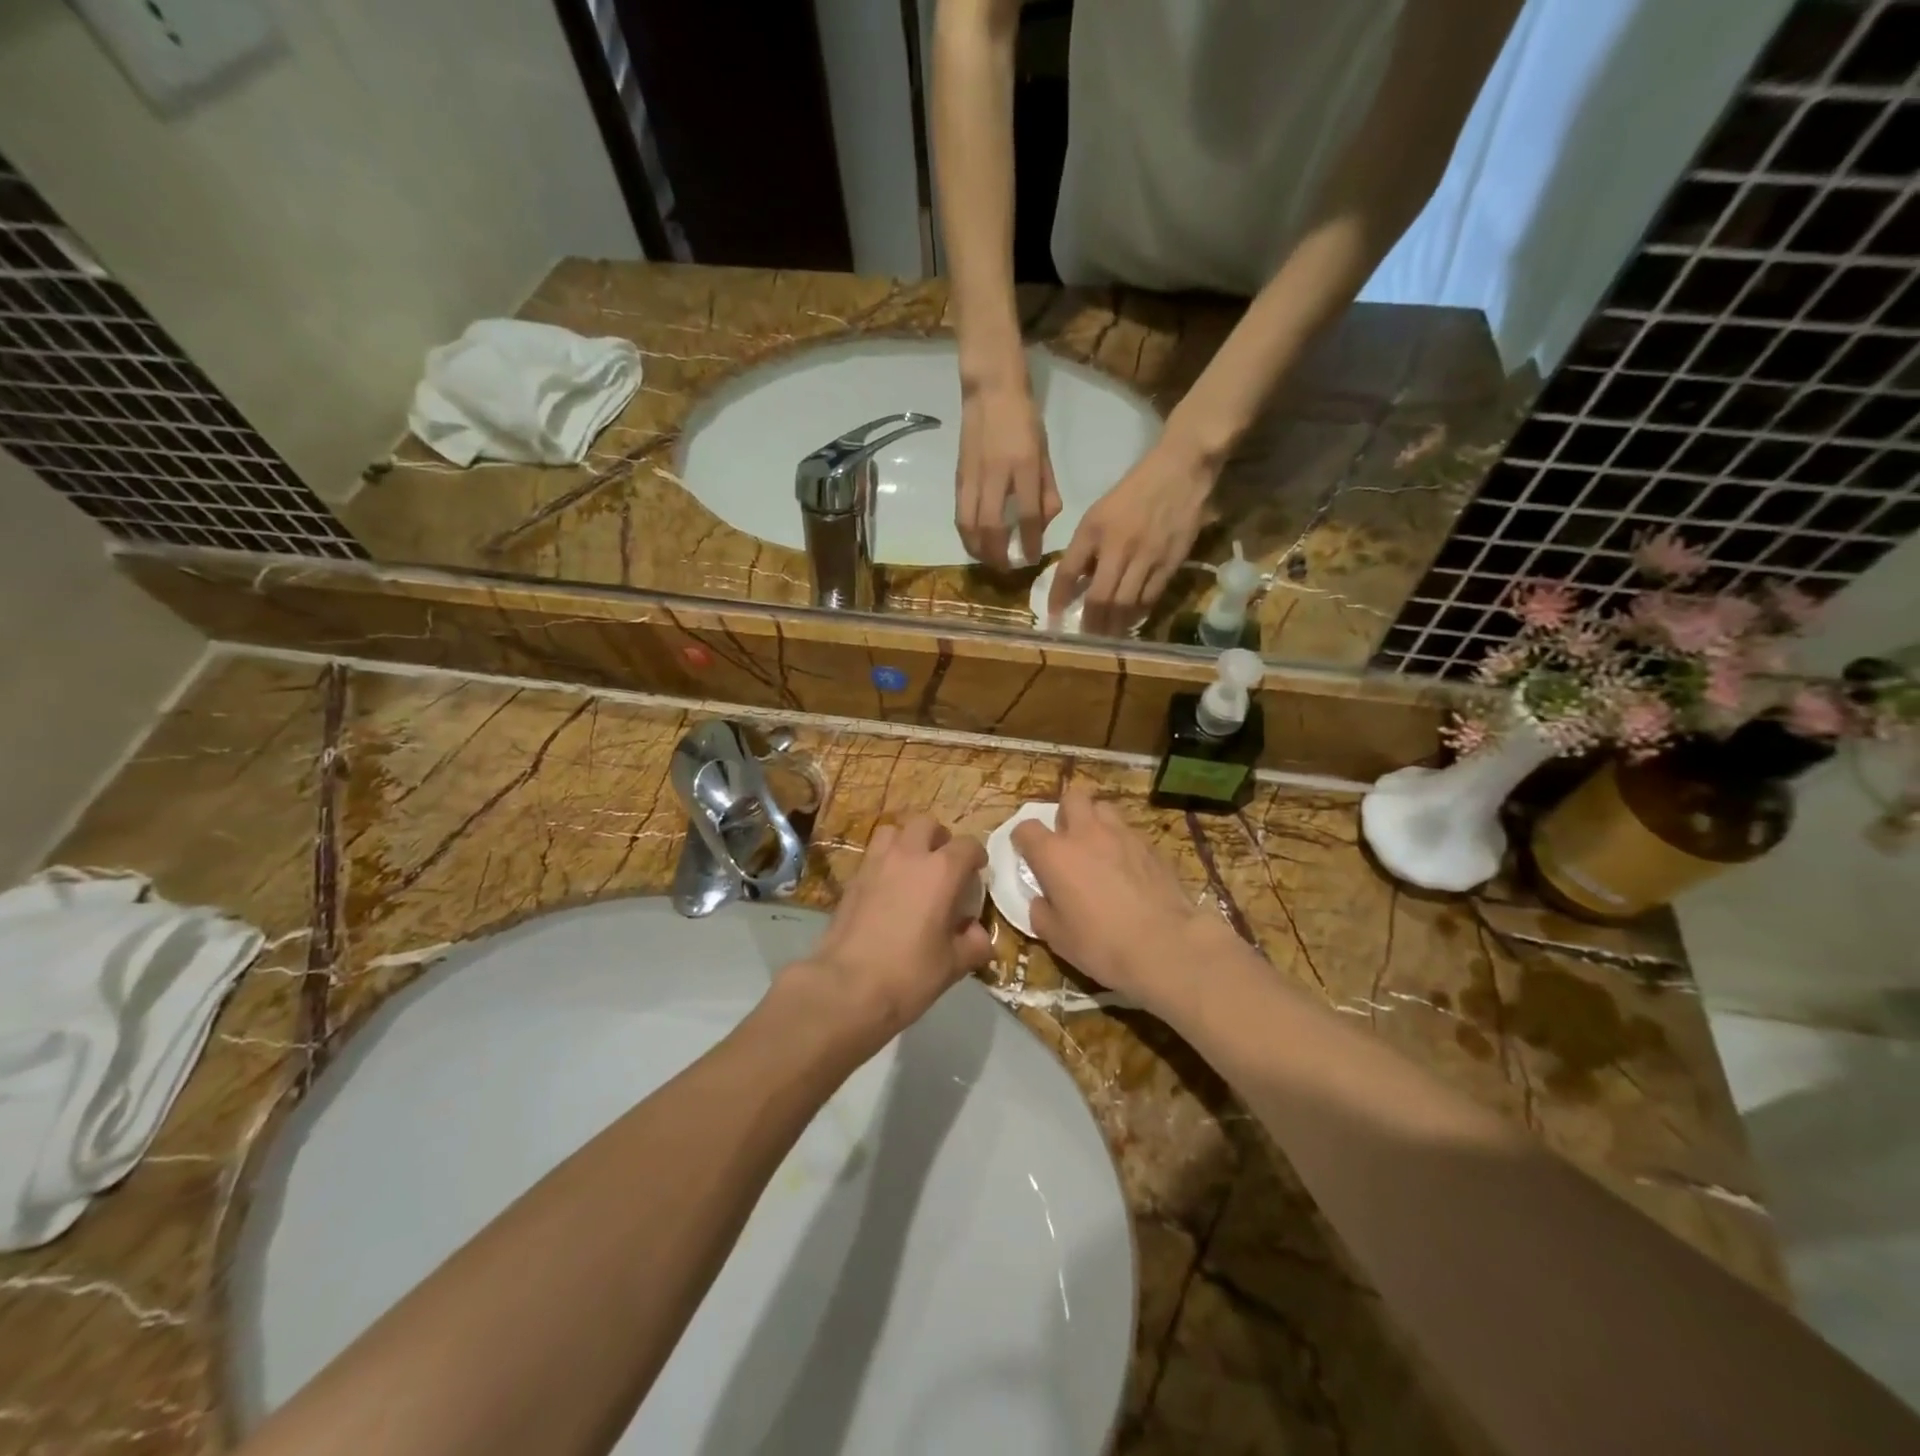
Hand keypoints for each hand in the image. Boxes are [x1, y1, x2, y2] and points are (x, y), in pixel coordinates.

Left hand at [796, 815, 991, 1045]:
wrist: (846, 987)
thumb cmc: (909, 974)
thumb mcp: (953, 965)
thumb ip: (973, 944)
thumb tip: (978, 934)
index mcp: (941, 871)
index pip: (968, 845)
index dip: (976, 856)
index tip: (977, 873)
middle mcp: (909, 856)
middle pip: (927, 824)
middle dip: (939, 838)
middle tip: (944, 865)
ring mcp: (876, 863)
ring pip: (894, 831)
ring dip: (907, 842)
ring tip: (912, 868)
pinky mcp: (852, 878)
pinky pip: (873, 855)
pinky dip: (885, 861)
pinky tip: (888, 889)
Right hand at [956, 381, 1059, 568]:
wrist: (990, 391)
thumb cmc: (1024, 420)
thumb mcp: (1044, 452)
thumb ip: (1046, 489)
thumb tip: (1044, 524)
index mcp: (1024, 466)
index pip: (1028, 514)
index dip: (1029, 542)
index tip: (1032, 560)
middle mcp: (997, 474)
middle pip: (992, 526)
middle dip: (998, 554)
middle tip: (1006, 569)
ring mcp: (974, 476)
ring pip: (970, 524)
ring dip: (978, 549)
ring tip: (988, 561)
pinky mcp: (959, 477)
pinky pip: (960, 513)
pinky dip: (966, 534)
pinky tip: (974, 543)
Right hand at [1011, 784, 1234, 1017]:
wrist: (1166, 946)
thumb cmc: (1102, 944)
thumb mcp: (1057, 938)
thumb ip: (1041, 911)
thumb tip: (1042, 900)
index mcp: (1055, 854)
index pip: (1027, 828)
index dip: (1023, 839)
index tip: (1027, 854)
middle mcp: (1086, 834)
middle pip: (1071, 798)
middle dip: (1065, 814)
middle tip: (1068, 842)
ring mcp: (1122, 835)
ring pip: (1104, 808)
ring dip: (1096, 822)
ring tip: (1099, 849)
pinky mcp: (1151, 845)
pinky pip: (1129, 832)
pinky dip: (1122, 843)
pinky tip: (1127, 868)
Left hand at [1048, 442, 1213, 636]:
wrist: (1180, 471)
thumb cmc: (1134, 491)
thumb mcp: (1099, 514)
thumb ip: (1087, 547)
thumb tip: (1077, 582)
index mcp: (1094, 530)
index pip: (1068, 571)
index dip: (1058, 597)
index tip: (1053, 616)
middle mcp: (1118, 547)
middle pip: (1099, 598)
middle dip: (1090, 623)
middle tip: (1085, 636)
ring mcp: (1146, 558)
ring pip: (1125, 605)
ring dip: (1113, 626)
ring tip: (1106, 637)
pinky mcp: (1170, 563)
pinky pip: (1150, 598)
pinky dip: (1137, 614)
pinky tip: (1130, 621)